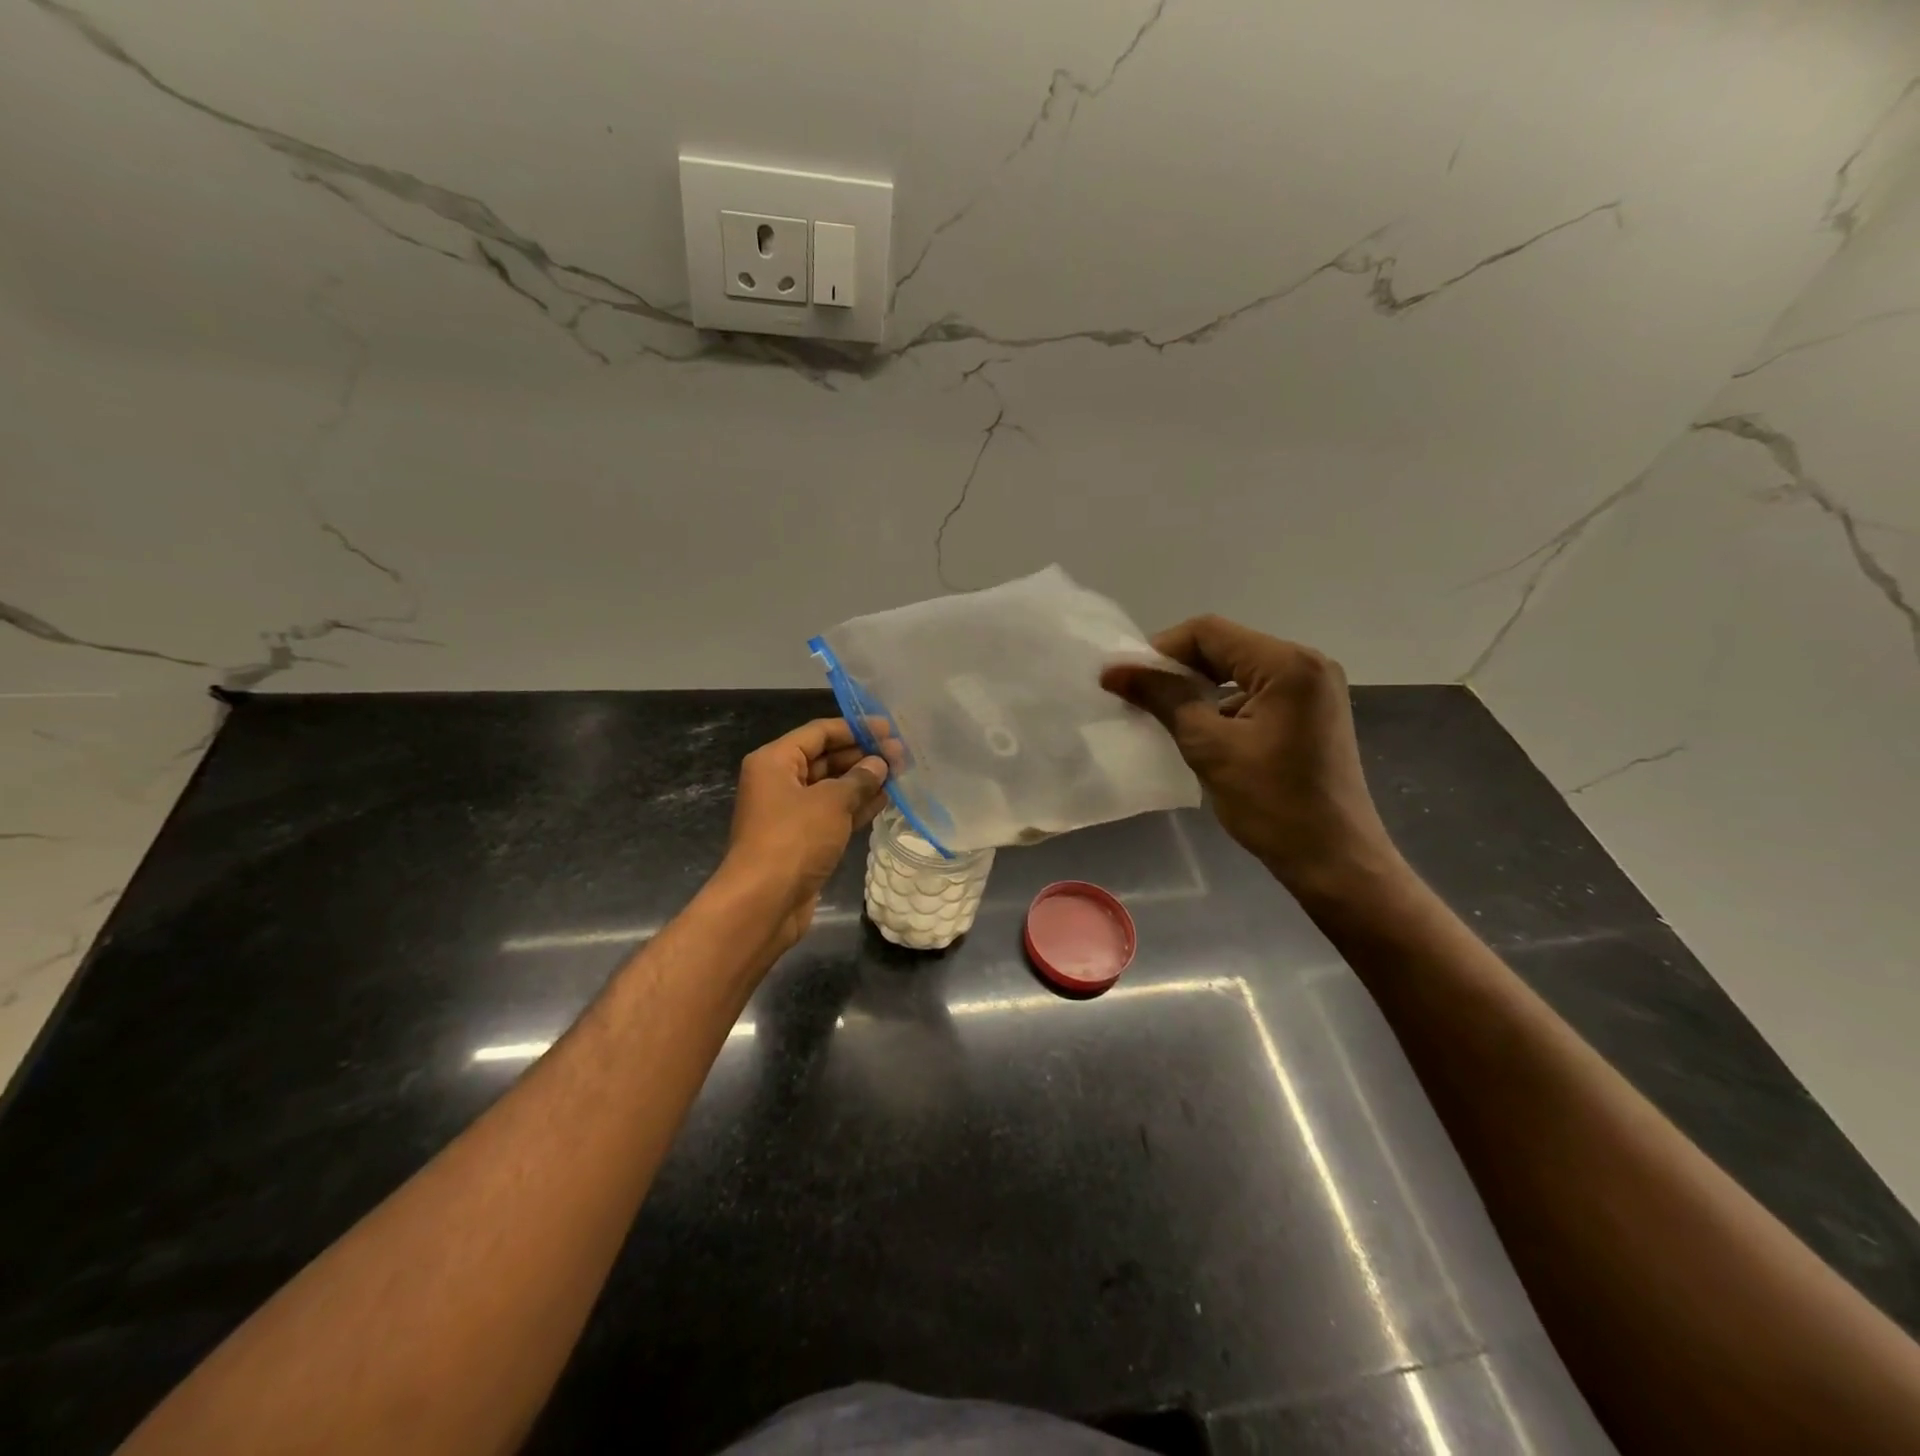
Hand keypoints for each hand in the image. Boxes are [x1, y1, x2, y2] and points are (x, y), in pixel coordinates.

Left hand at [719, 718, 890, 953]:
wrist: (764, 902)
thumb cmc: (794, 840)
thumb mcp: (831, 802)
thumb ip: (859, 779)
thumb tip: (879, 764)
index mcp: (775, 761)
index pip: (819, 732)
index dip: (855, 728)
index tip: (889, 729)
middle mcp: (779, 781)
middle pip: (826, 758)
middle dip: (863, 755)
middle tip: (901, 754)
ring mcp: (791, 812)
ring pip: (832, 787)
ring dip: (864, 780)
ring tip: (901, 773)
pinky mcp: (803, 839)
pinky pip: (834, 813)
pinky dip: (857, 805)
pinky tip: (886, 799)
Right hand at [1100, 616, 1402, 901]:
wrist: (1333, 859)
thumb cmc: (1272, 803)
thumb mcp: (1209, 746)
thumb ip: (1163, 698)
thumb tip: (1114, 670)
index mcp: (1288, 664)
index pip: (1209, 633)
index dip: (1160, 650)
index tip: (1126, 680)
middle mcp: (1307, 664)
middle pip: (1225, 647)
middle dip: (1178, 670)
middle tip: (1138, 697)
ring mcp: (1313, 689)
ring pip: (1238, 671)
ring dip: (1198, 689)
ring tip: (1163, 716)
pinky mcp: (1310, 713)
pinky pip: (1256, 693)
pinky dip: (1222, 705)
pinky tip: (1200, 732)